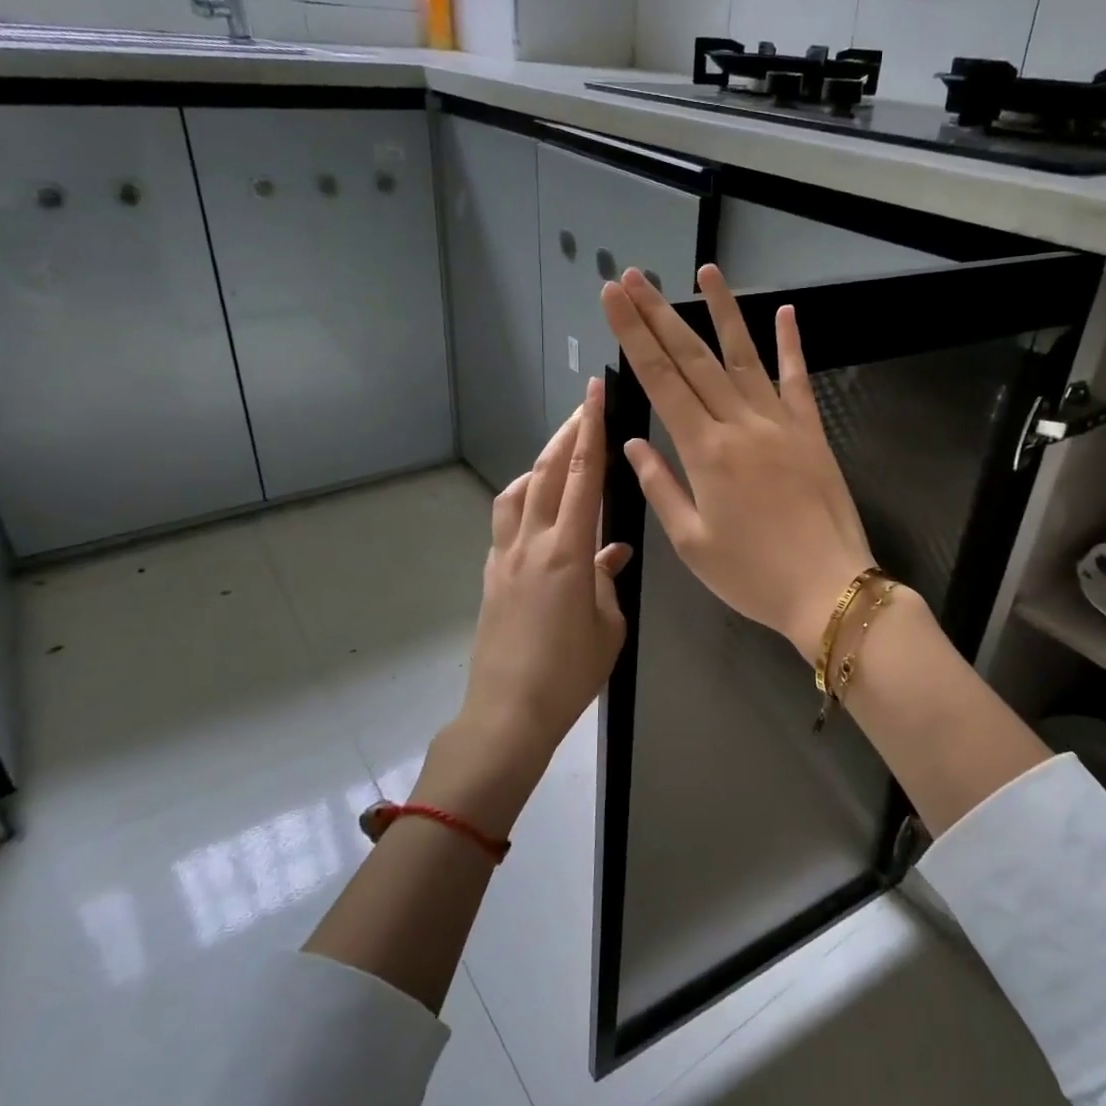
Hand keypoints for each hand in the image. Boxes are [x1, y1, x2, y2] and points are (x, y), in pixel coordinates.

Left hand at [442, 378, 631, 821]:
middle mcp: (531, 543)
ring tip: (559, 459)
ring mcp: (505, 558)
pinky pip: (506, 523)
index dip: (589, 430)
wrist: (508, 711)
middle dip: (566, 434)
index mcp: (567, 552)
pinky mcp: (492, 576)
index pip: (580, 476)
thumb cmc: (569, 673)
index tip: (594, 393)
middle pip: (545, 473)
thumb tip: (613, 553)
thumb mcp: (607, 626)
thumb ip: (608, 581)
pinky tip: (540, 515)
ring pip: (517, 493)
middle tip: (583, 407)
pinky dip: (524, 503)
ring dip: (539, 466)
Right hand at [600, 264, 873, 662]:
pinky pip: (798, 380)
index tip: (614, 298)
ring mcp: (780, 423)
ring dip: (723, 312)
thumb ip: (660, 487)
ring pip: (745, 357)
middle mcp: (740, 425)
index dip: (633, 335)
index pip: (660, 380)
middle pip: (693, 358)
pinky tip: (786, 312)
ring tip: (706, 271)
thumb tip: (632, 443)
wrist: (829, 589)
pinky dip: (791, 345)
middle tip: (635, 276)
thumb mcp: (692, 542)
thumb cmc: (752, 575)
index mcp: (704, 452)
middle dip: (660, 314)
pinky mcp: (812, 432)